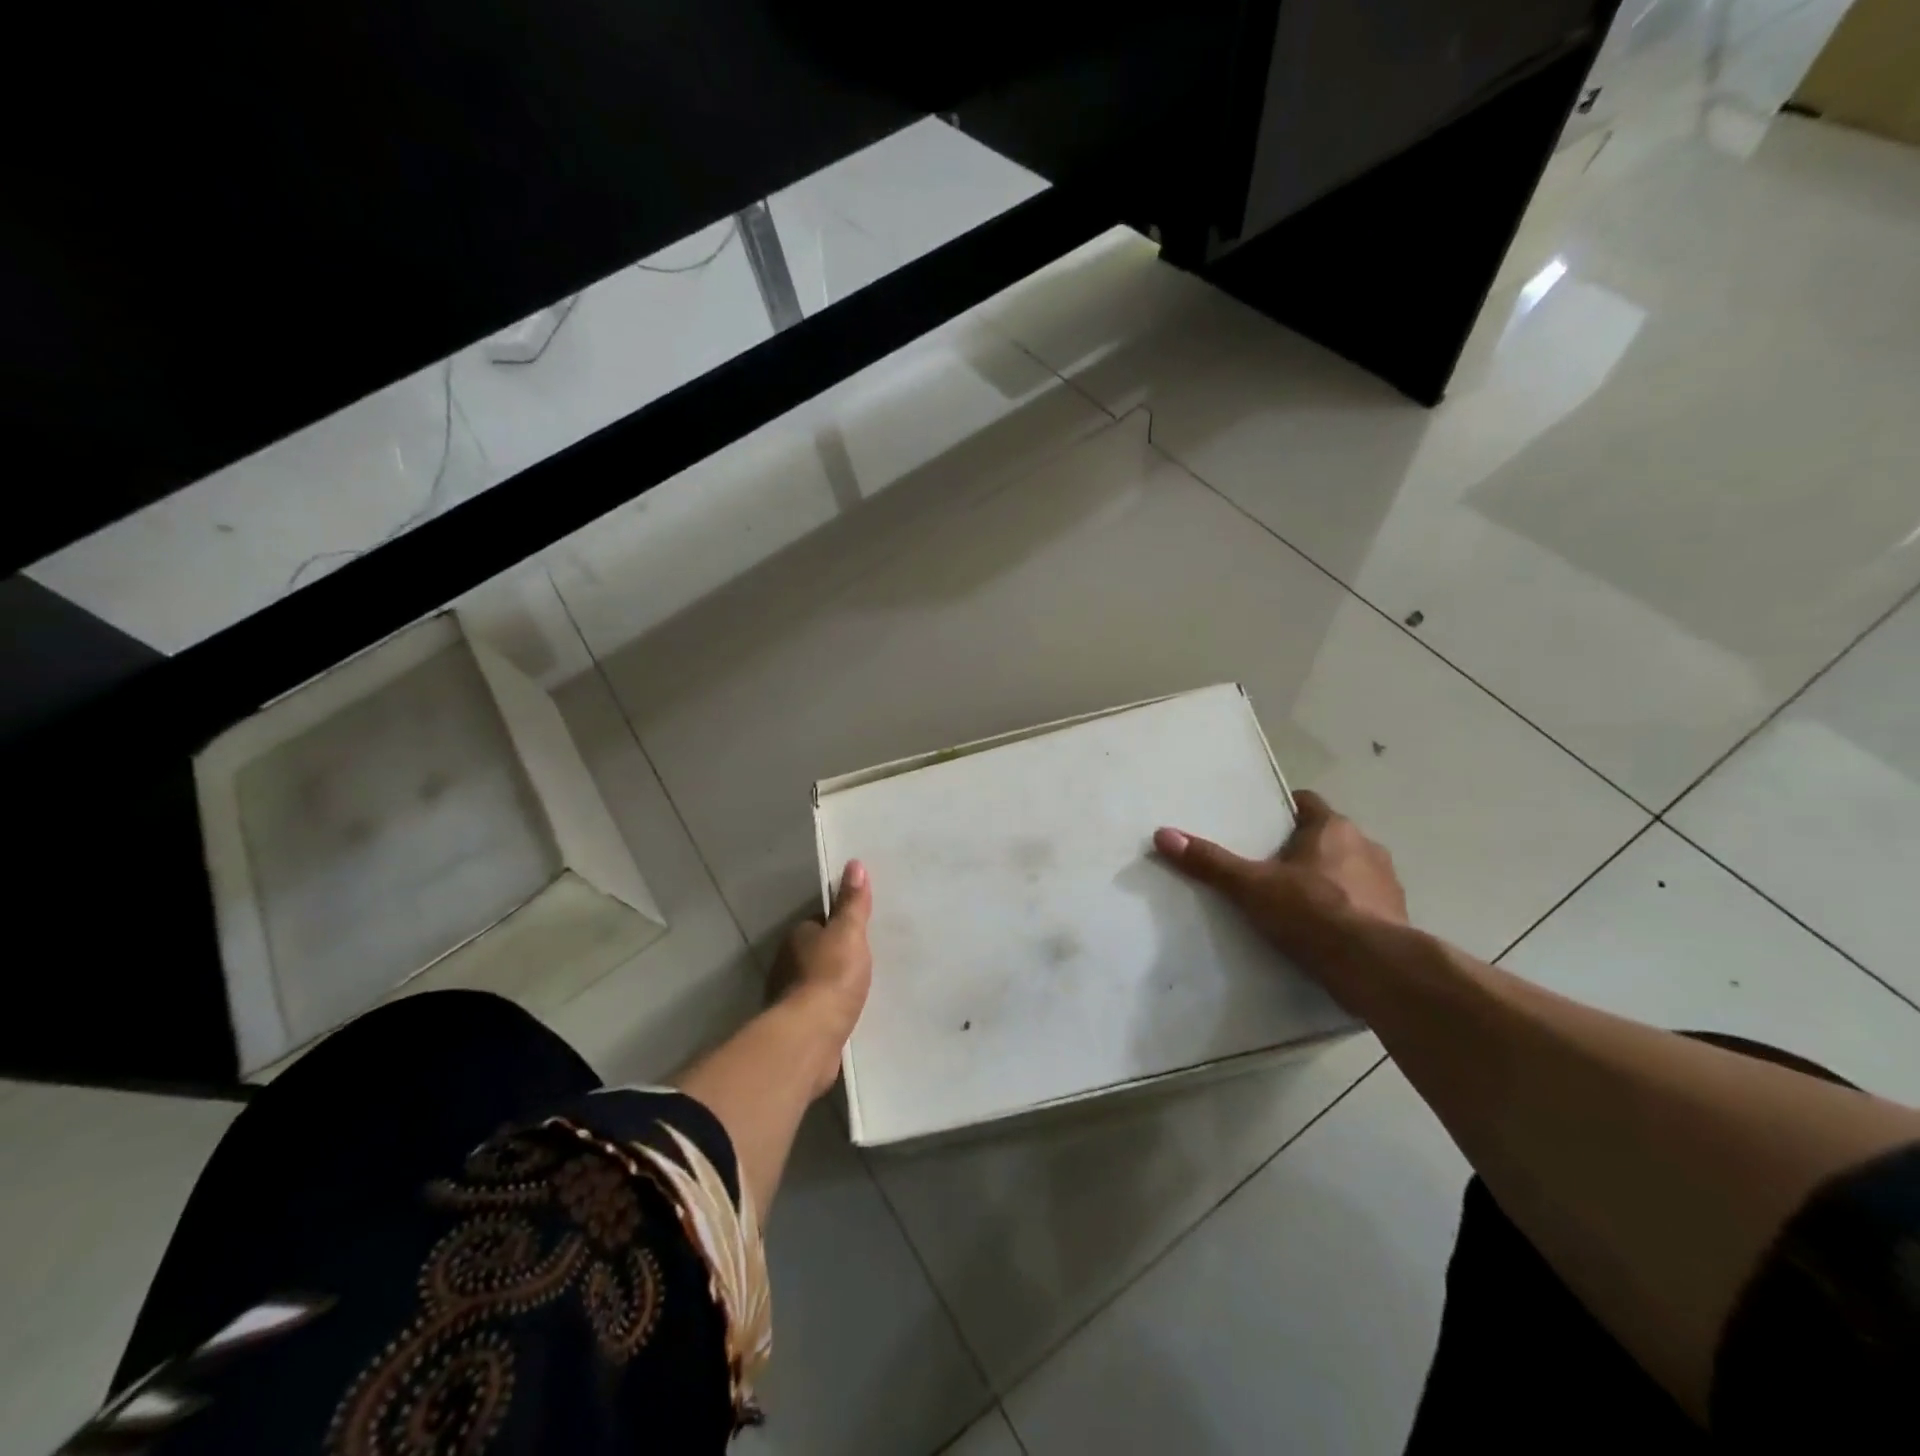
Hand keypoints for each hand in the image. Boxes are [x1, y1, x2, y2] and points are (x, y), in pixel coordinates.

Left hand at [773, 861, 873, 1096]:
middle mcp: (789, 964)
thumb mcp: (849, 932)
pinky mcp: (801, 1027)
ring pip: (819, 983)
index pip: (819, 923)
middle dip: (838, 955)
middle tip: (869, 956)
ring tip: (866, 985)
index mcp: (798, 937)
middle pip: (818, 952)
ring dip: (835, 985)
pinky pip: (822, 1010)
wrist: (812, 1036)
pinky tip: (852, 1013)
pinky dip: (834, 1010)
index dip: (839, 923)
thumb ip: (853, 903)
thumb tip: (854, 864)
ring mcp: (792, 998)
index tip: (861, 927)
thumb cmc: (831, 976)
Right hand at [1154, 791, 1406, 963]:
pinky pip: (1364, 904)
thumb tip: (1164, 834)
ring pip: (1350, 870)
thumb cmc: (1312, 912)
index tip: (1262, 826)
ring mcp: (1387, 883)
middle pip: (1328, 838)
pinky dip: (1346, 911)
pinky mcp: (1397, 918)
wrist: (1376, 967)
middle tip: (1268, 867)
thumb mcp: (1251, 886)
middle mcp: (1367, 847)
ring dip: (1328, 880)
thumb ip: (1210, 862)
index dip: (1284, 812)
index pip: (1307, 803)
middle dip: (1302, 850)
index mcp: (1333, 829)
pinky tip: (1323, 932)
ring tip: (1295, 903)